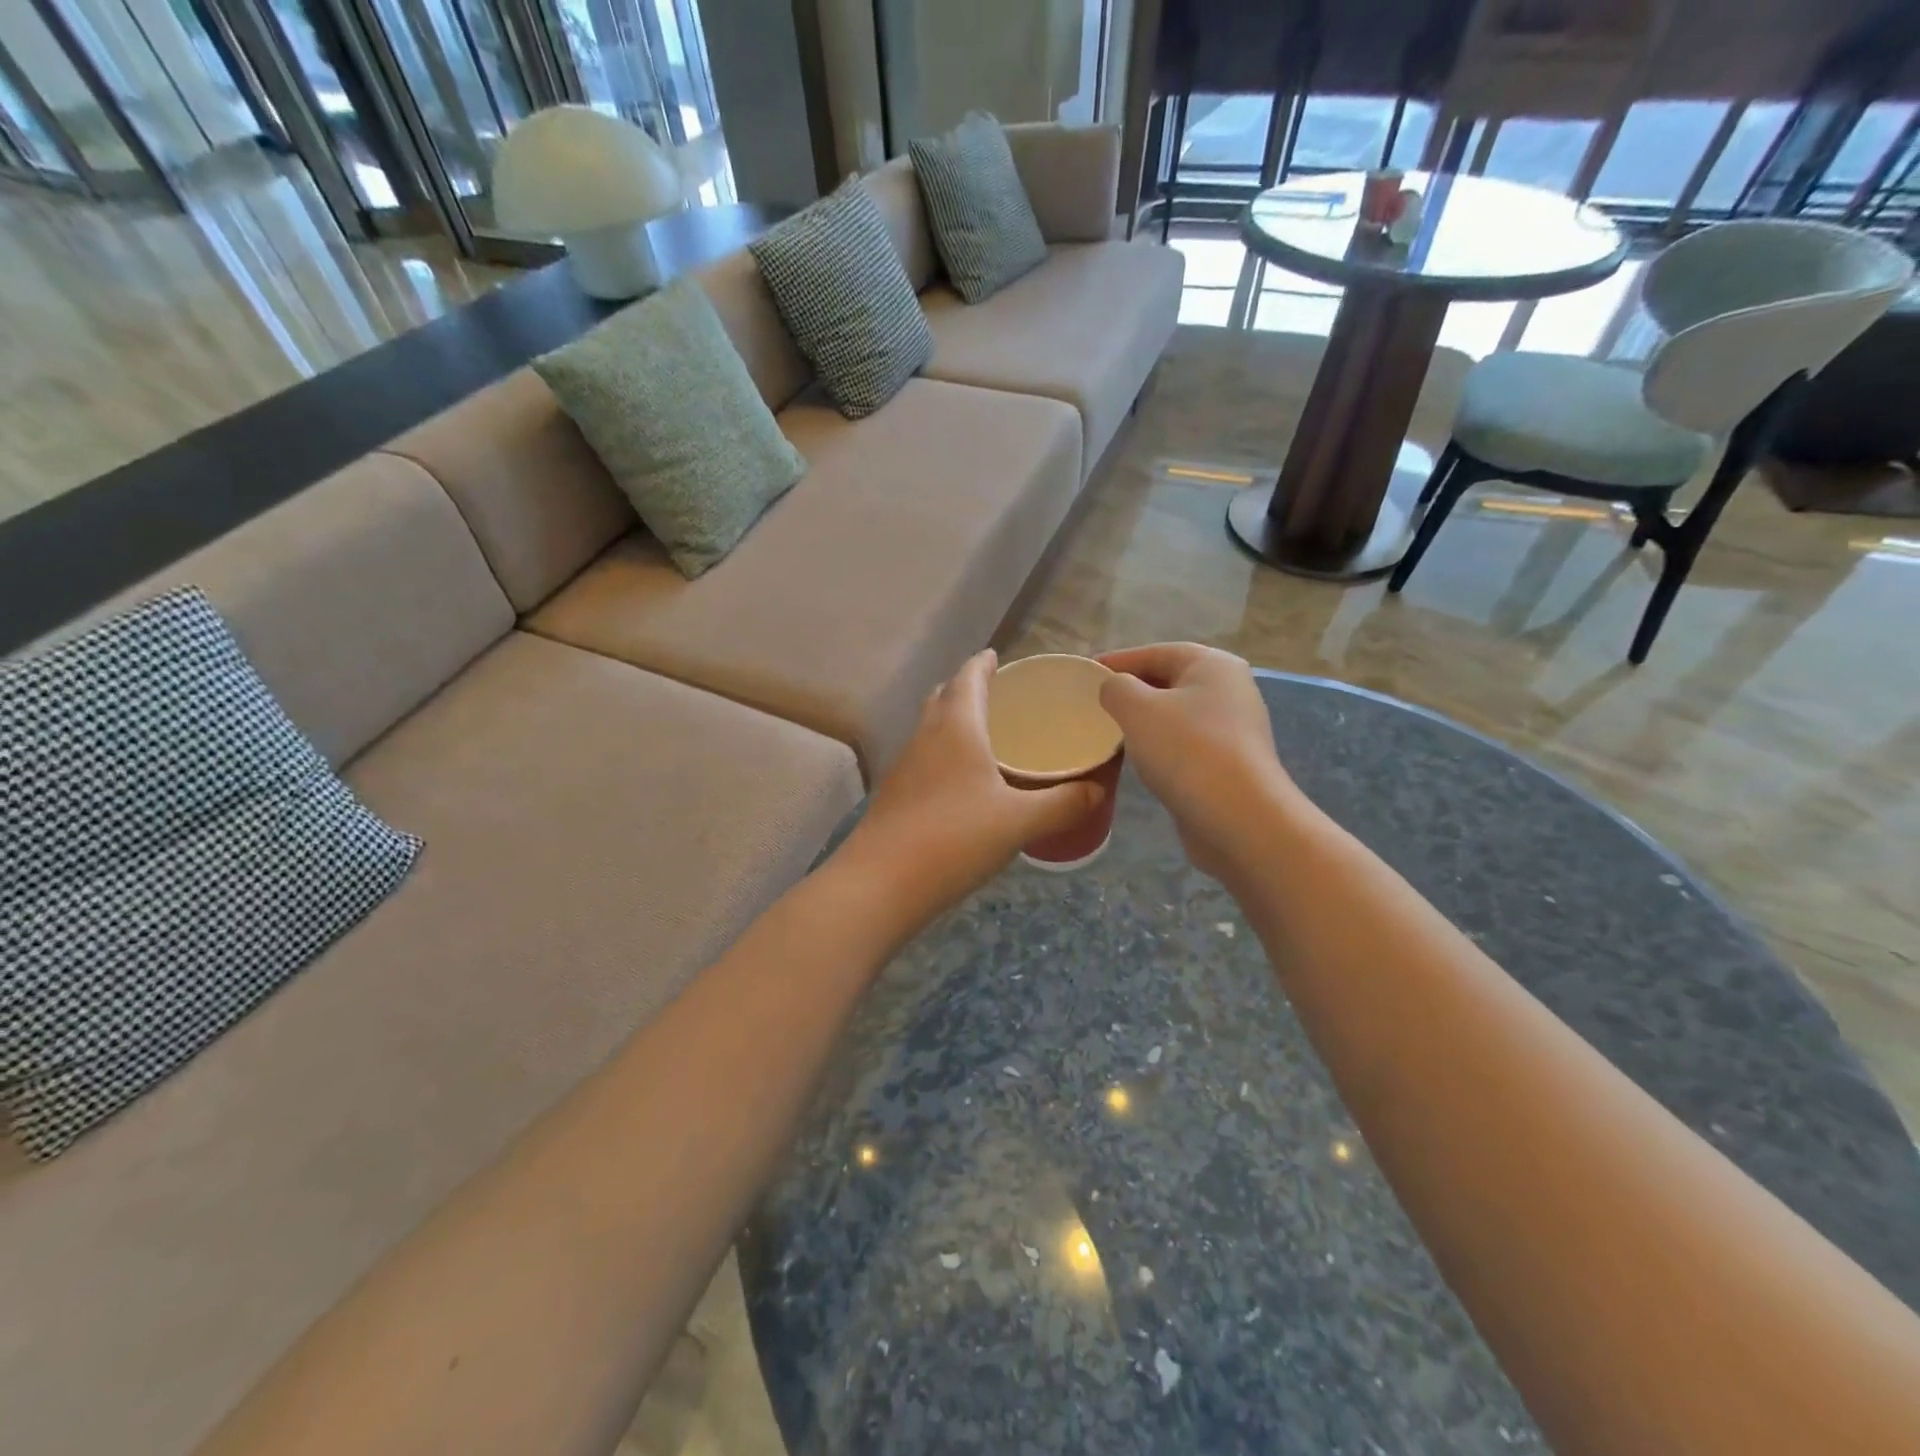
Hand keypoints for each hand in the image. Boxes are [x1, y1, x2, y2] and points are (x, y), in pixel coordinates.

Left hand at [836, 650, 1104, 933]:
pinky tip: (964, 785)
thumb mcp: (1019, 822)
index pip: (967, 679)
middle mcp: (925, 738)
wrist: (880, 885)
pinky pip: (925, 761)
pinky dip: (945, 756)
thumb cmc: (954, 839)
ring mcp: (905, 768)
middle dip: (966, 690)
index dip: (981, 664)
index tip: (994, 656)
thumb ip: (1063, 804)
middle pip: (942, 699)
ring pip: (930, 731)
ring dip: (953, 723)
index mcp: (955, 729)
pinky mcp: (895, 797)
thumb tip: (1099, 791)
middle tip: (997, 696)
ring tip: (986, 737)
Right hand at [1097, 643, 1297, 882]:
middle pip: (1172, 681)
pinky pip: (1187, 744)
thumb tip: (1114, 688)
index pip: (1158, 652)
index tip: (1088, 672)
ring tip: (1112, 730)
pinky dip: (1162, 746)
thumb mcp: (1138, 709)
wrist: (1238, 818)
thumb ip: (1117, 688)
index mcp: (1214, 665)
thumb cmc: (1187, 750)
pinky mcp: (1231, 764)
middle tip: (1097, 702)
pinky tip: (1141, 760)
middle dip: (1134, 690)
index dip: (1120, 660)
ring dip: (1147, 720)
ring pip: (1179, 715)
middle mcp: (1231, 690)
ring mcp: (1235, 730)